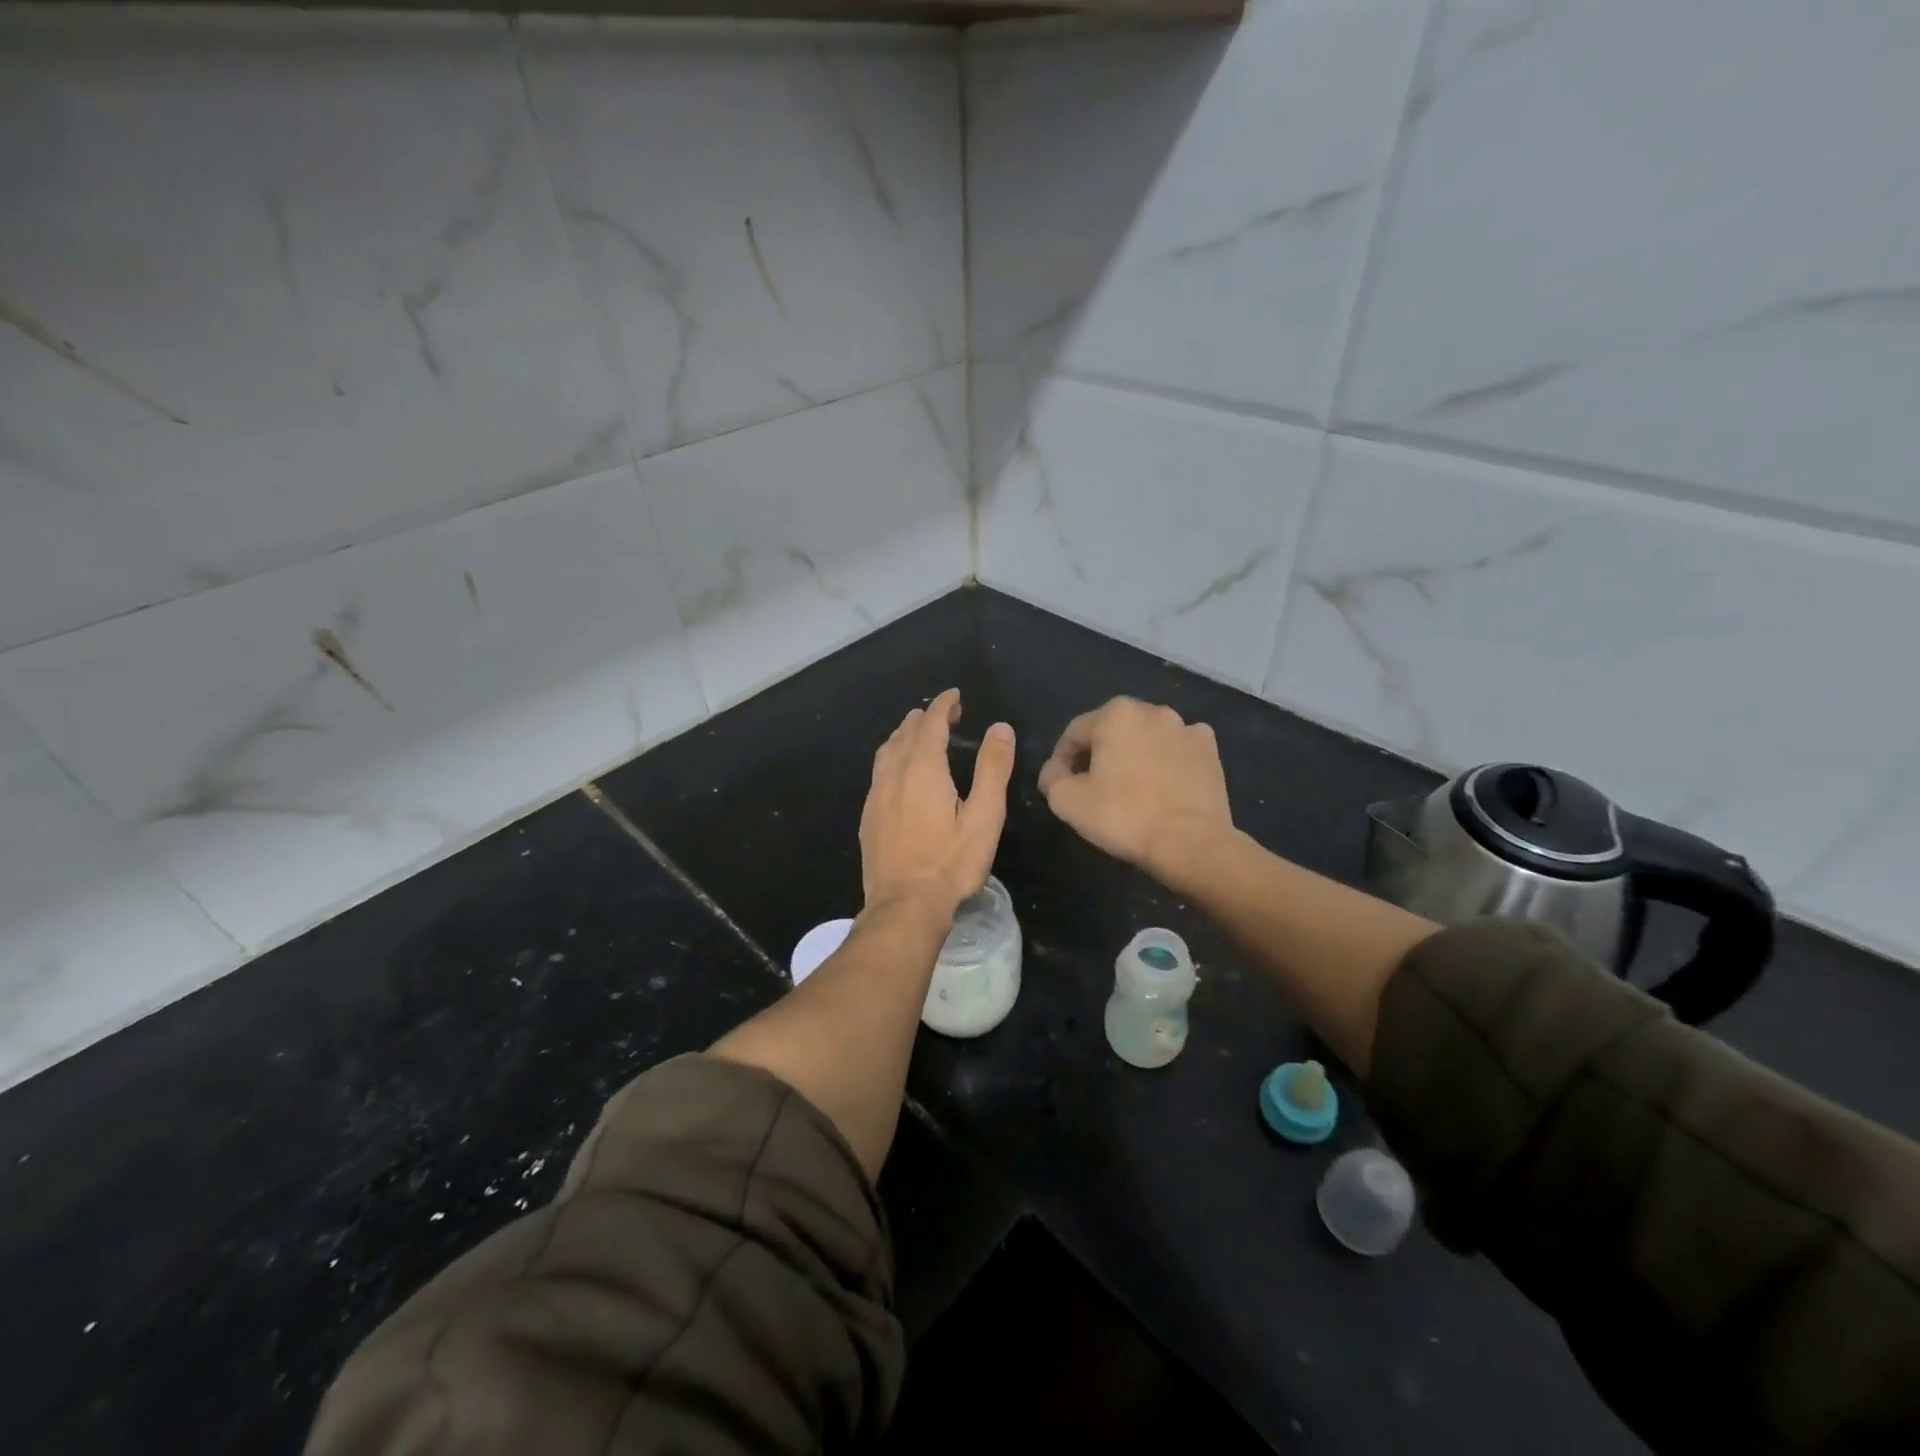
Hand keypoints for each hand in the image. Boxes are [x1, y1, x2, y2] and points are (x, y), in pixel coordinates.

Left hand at [860, 688, 1015, 916]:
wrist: (904, 906)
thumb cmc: (951, 862)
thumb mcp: (985, 816)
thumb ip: (993, 768)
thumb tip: (1000, 727)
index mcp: (923, 768)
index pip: (931, 723)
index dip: (943, 705)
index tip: (955, 696)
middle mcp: (894, 774)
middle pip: (905, 733)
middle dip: (925, 717)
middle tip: (944, 713)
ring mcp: (876, 796)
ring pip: (887, 751)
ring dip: (904, 735)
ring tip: (917, 732)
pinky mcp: (868, 817)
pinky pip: (879, 772)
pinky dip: (892, 757)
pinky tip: (899, 772)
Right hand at [1037, 697, 1231, 874]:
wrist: (1190, 842)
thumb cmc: (1123, 816)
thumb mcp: (1066, 801)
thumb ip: (1052, 777)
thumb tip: (1056, 771)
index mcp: (1115, 714)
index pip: (1074, 733)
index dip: (1061, 760)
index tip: (1060, 786)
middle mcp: (1152, 710)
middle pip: (1112, 731)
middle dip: (1099, 754)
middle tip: (1093, 786)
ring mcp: (1187, 728)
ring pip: (1147, 739)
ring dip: (1135, 756)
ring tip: (1131, 788)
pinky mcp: (1211, 751)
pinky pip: (1179, 750)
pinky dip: (1168, 762)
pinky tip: (1164, 785)